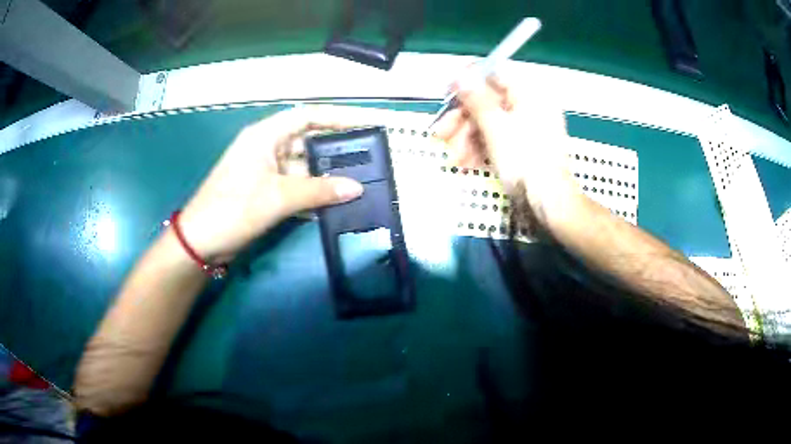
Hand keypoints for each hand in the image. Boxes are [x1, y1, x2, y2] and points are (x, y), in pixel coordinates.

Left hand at [179, 106, 381, 261]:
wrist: (200, 241)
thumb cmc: (233, 209)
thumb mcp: (277, 197)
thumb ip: (318, 191)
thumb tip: (357, 188)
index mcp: (266, 136)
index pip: (307, 116)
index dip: (337, 117)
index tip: (365, 124)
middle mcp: (268, 147)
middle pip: (308, 141)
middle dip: (336, 150)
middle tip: (368, 158)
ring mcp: (266, 171)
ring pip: (304, 167)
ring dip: (326, 176)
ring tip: (358, 182)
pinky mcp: (266, 191)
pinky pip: (296, 186)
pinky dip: (313, 194)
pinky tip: (334, 203)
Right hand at [434, 74, 578, 222]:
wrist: (549, 200)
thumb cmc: (524, 160)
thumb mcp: (495, 127)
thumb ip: (476, 98)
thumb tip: (461, 73)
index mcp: (529, 93)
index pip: (493, 74)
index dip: (467, 84)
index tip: (447, 96)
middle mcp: (531, 105)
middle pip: (488, 102)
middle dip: (462, 120)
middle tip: (441, 134)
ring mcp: (530, 126)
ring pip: (491, 122)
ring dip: (468, 138)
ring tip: (456, 159)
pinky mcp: (526, 145)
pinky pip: (499, 138)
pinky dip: (482, 148)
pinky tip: (468, 163)